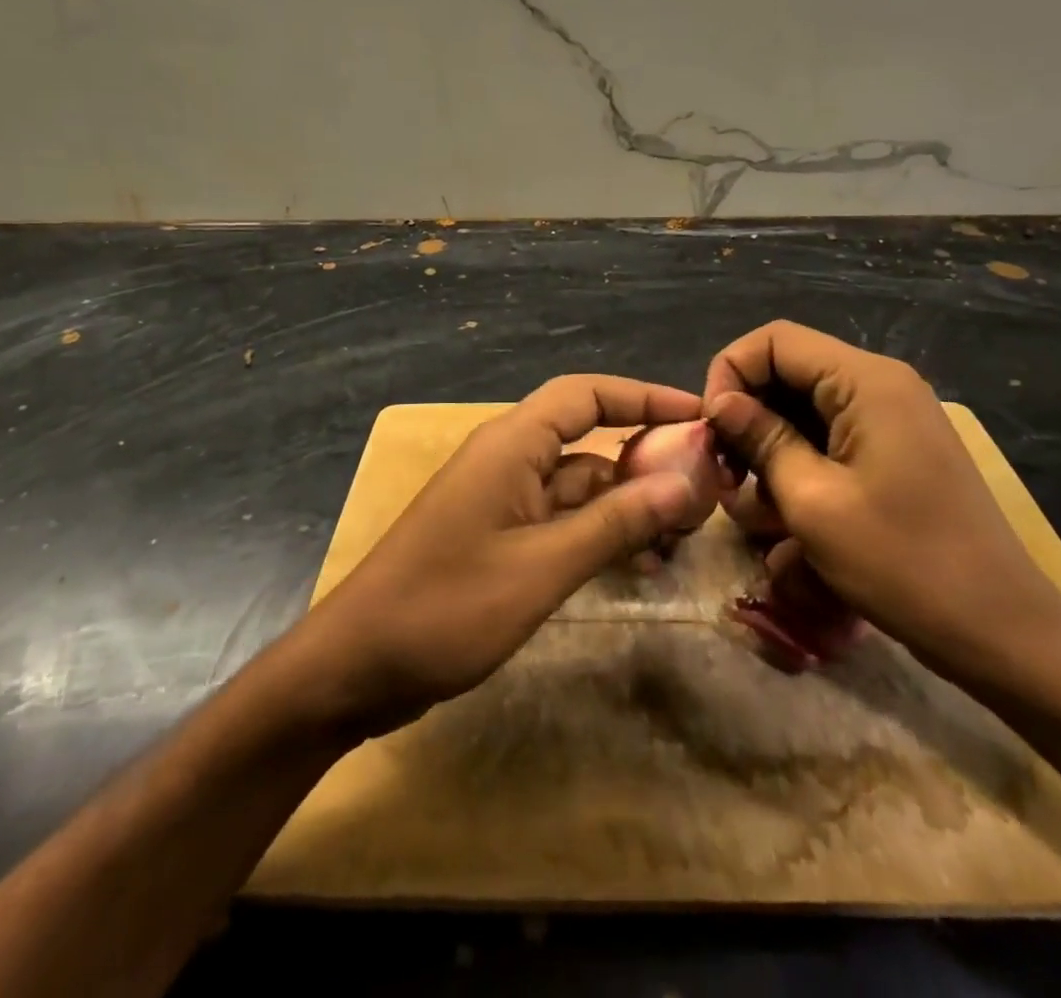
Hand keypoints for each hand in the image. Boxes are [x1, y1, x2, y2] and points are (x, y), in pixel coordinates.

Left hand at [292, 375, 710, 735]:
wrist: (355, 666)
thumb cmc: (446, 608)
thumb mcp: (542, 567)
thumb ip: (614, 522)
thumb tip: (685, 480)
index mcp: (511, 445)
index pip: (586, 394)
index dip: (643, 396)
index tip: (698, 415)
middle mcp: (508, 460)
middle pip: (588, 439)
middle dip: (645, 456)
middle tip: (705, 487)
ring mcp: (502, 501)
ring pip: (578, 484)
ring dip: (626, 502)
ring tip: (683, 534)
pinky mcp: (498, 538)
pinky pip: (560, 520)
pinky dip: (598, 532)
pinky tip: (637, 562)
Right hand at [703, 321, 1060, 680]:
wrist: (1000, 630)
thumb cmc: (902, 562)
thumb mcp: (813, 501)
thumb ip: (761, 438)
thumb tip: (721, 403)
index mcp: (866, 381)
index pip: (775, 340)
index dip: (731, 372)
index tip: (713, 430)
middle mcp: (881, 383)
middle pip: (789, 369)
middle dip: (747, 412)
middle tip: (725, 471)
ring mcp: (893, 416)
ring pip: (805, 404)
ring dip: (769, 442)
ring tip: (752, 499)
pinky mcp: (896, 448)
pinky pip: (831, 433)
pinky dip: (799, 459)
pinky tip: (785, 507)